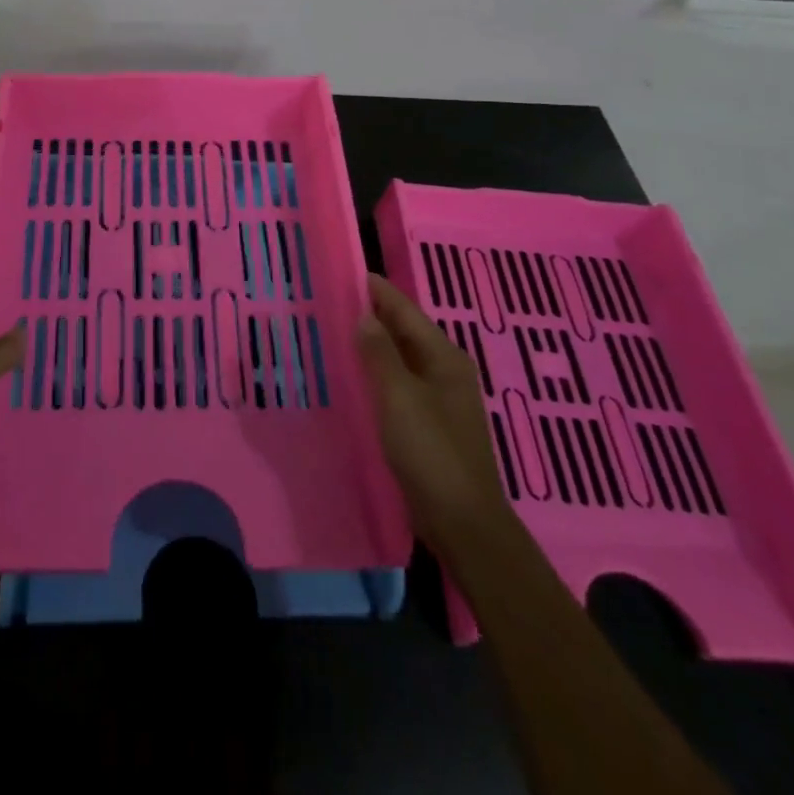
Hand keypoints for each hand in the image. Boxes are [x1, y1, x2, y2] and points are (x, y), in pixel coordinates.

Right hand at [357, 273, 507, 537]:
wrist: (462, 522)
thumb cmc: (431, 452)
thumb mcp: (399, 397)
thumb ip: (379, 353)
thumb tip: (363, 316)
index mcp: (444, 357)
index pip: (405, 310)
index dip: (375, 290)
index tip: (344, 272)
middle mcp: (445, 370)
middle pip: (404, 331)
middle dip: (371, 314)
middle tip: (331, 300)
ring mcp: (439, 398)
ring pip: (400, 358)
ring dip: (372, 344)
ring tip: (335, 331)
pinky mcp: (429, 423)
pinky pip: (399, 383)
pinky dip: (377, 372)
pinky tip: (354, 376)